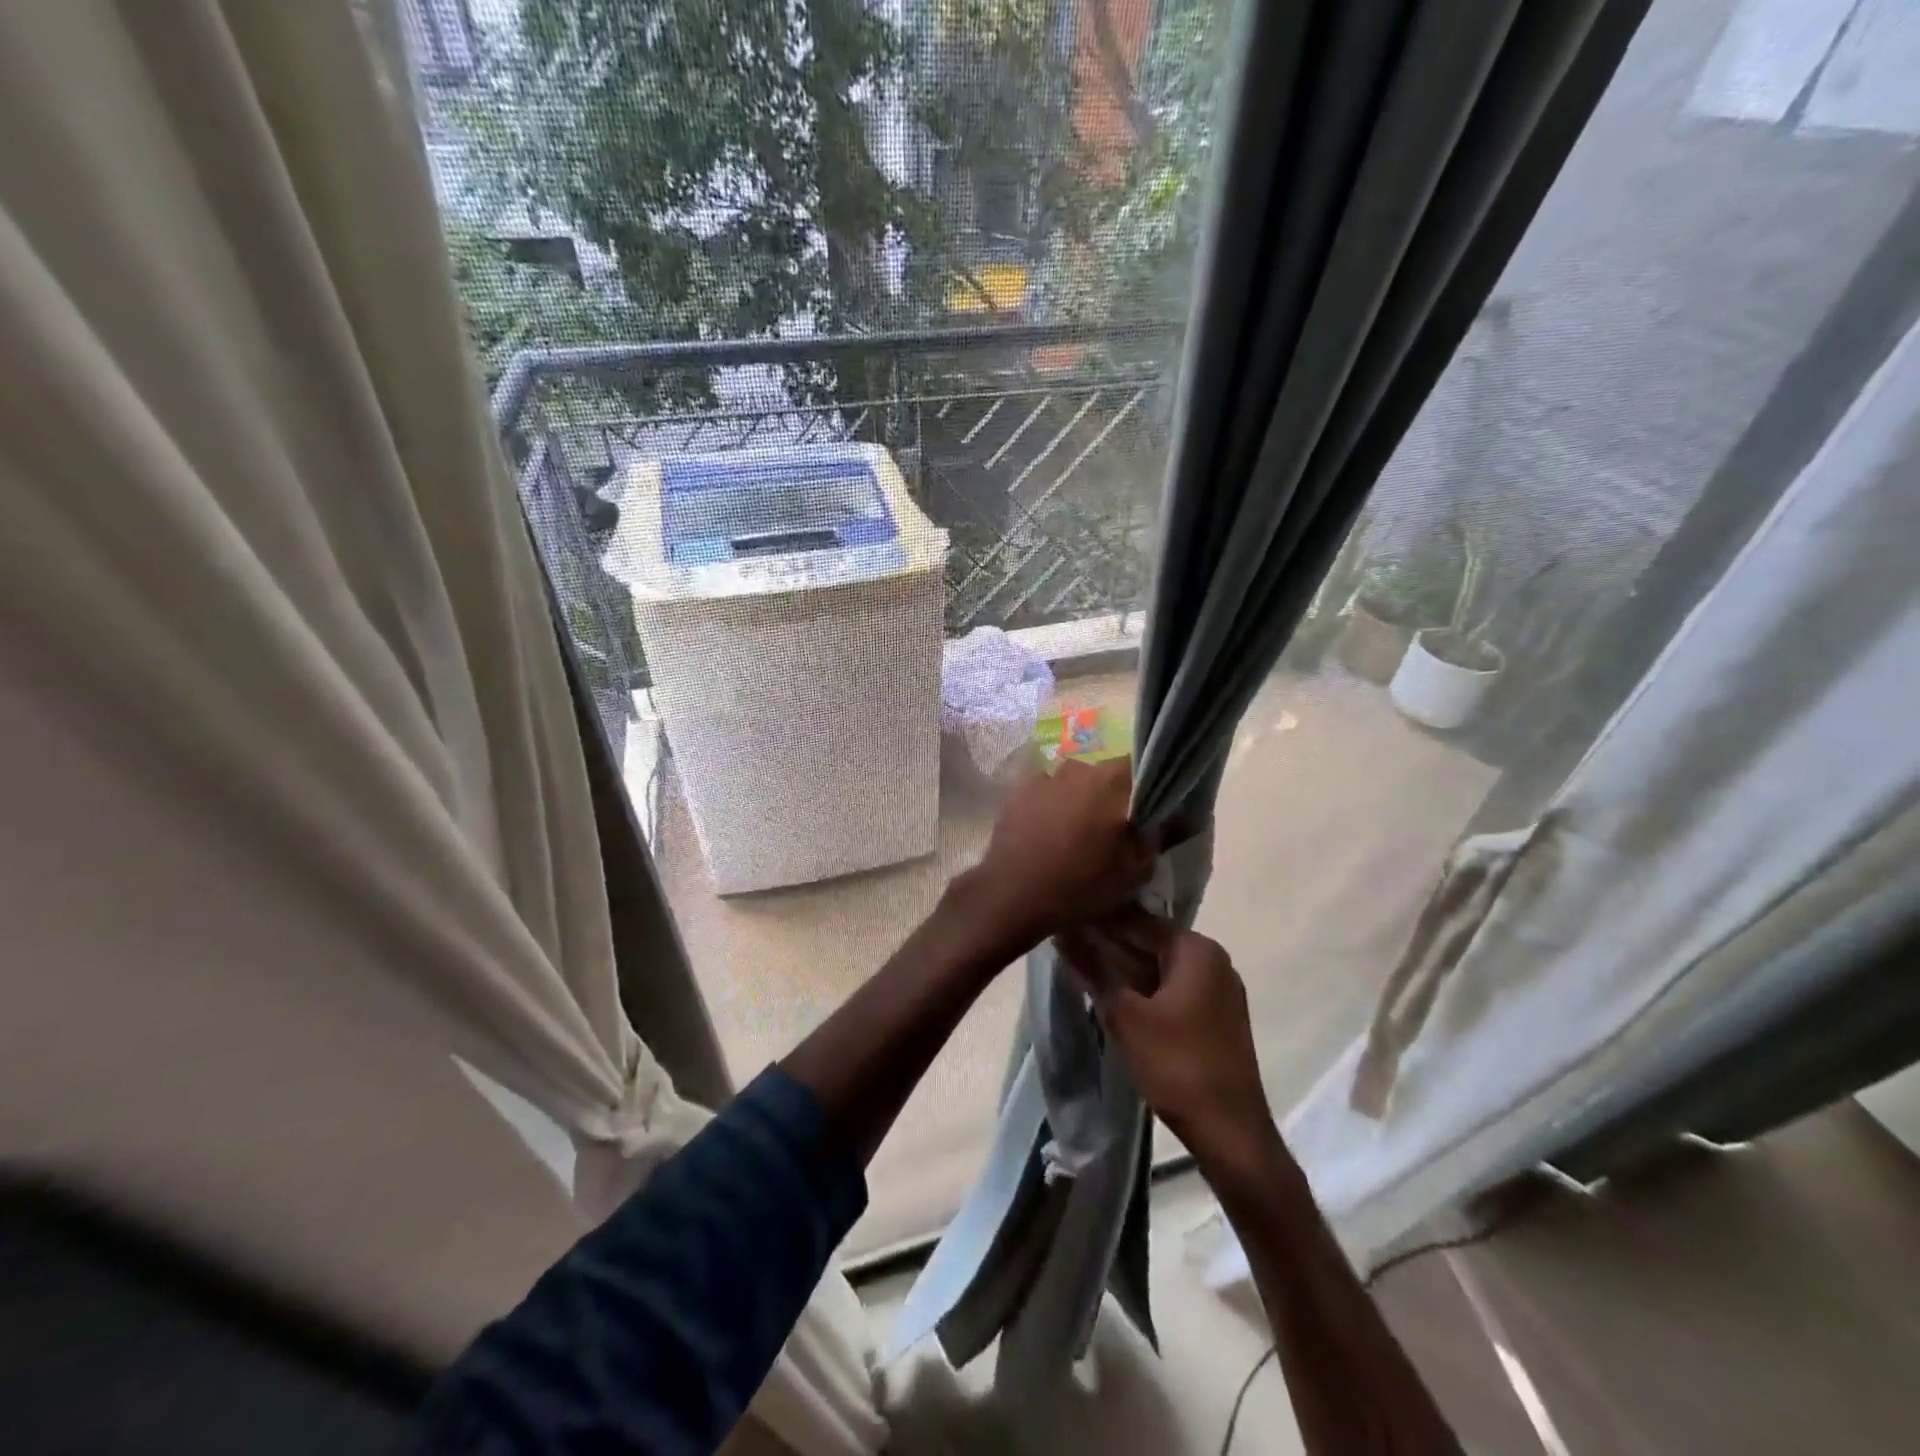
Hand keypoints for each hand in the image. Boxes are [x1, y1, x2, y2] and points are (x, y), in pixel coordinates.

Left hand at [963, 757, 1156, 950]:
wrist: (1014, 894)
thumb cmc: (1082, 882)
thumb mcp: (1134, 869)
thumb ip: (1160, 836)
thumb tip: (1179, 816)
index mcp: (1111, 780)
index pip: (1140, 766)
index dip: (1147, 786)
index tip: (1149, 810)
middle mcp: (1077, 768)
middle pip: (1104, 775)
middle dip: (1112, 796)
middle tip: (1113, 828)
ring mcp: (1043, 778)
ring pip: (1073, 784)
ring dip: (1079, 801)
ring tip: (1077, 834)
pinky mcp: (1017, 793)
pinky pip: (1045, 794)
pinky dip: (1051, 807)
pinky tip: (1048, 834)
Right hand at [1058, 910, 1272, 1161]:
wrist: (1230, 1133)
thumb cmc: (1176, 1064)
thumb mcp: (1125, 1015)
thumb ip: (1092, 969)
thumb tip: (1061, 934)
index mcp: (1196, 949)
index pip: (1137, 919)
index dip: (1096, 918)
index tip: (1061, 915)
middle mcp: (1212, 960)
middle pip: (1149, 941)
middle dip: (1107, 942)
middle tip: (1062, 937)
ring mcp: (1216, 990)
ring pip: (1157, 966)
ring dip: (1121, 966)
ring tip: (1076, 960)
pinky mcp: (1213, 1017)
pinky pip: (1169, 988)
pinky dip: (1140, 987)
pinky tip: (1108, 990)